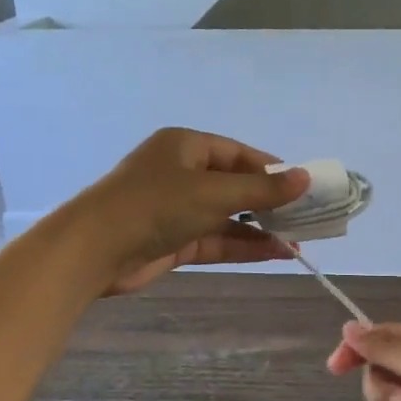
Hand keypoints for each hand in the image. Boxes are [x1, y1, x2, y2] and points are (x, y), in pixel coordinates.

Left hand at [79, 128, 308, 294]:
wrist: (94, 249)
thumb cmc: (156, 205)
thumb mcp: (215, 193)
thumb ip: (263, 189)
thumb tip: (306, 177)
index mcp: (187, 146)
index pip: (239, 154)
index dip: (272, 170)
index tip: (302, 187)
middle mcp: (182, 173)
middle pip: (235, 186)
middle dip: (269, 204)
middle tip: (305, 218)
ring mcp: (177, 209)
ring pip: (228, 216)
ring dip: (260, 229)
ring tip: (297, 243)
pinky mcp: (173, 240)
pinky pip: (216, 239)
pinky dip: (243, 246)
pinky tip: (275, 254)